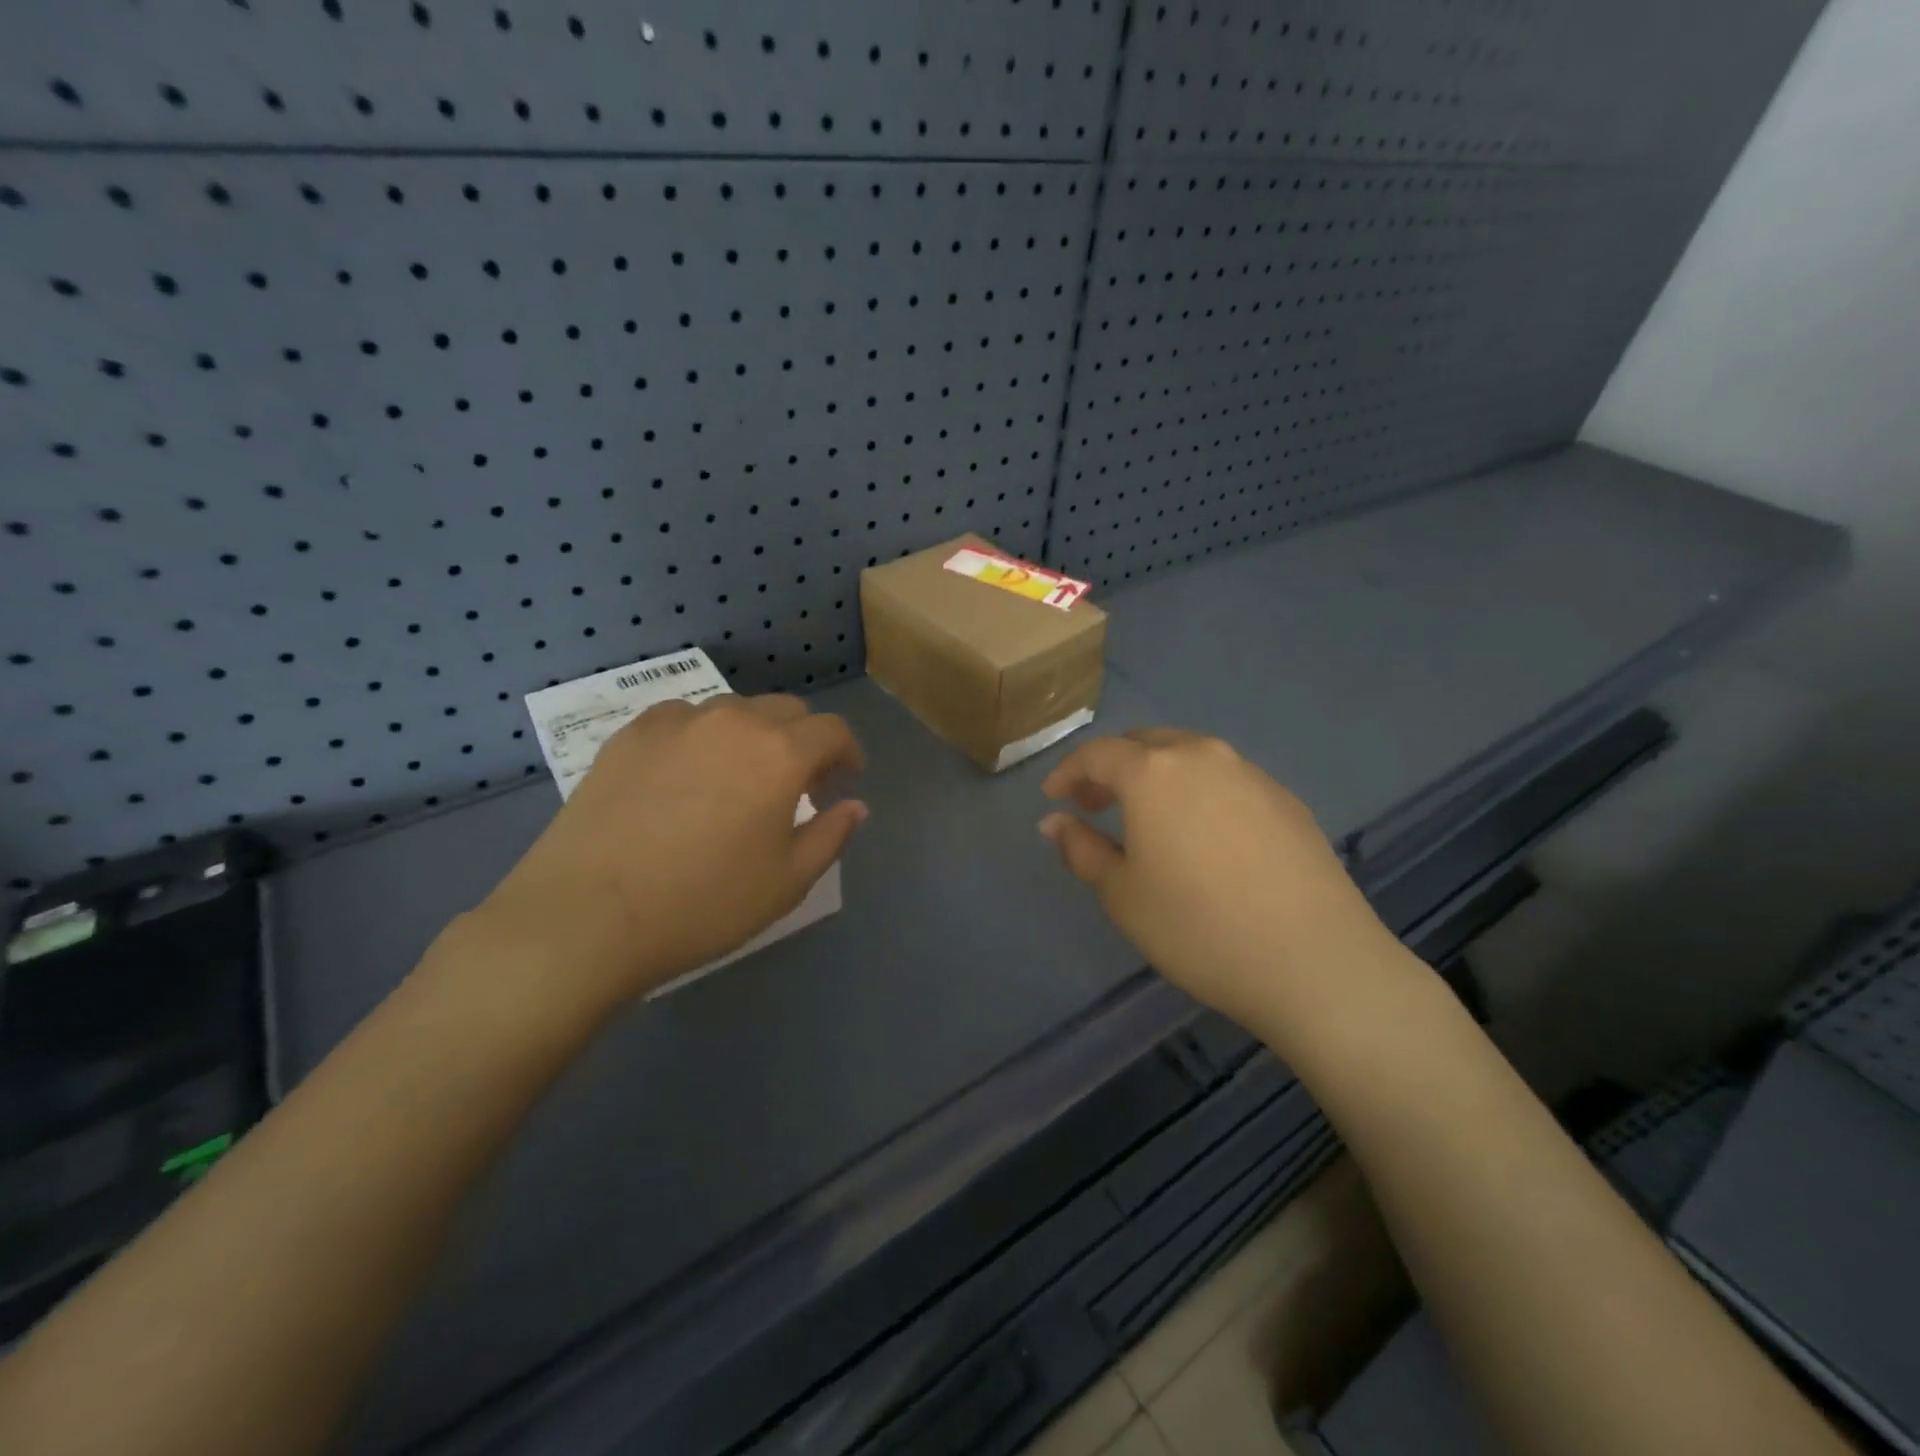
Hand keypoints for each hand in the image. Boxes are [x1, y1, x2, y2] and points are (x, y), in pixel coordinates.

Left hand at [465, 694, 866, 1012]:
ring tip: (740, 777)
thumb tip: (854, 806)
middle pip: (786, 711)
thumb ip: (831, 835)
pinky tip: (687, 774)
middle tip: (798, 783)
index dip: (847, 752)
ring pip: (734, 711)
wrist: (587, 915)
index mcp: (780, 753)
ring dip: (754, 736)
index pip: (832, 730)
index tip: (843, 779)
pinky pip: (684, 719)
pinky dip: (702, 737)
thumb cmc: (703, 903)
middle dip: (804, 740)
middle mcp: (733, 721)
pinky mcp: (630, 735)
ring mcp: (676, 722)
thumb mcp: (786, 882)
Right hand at [1039, 730, 1394, 1029]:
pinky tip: (1203, 837)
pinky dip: (1199, 792)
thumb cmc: (1198, 927)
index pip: (1098, 753)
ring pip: (1190, 757)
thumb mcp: (1123, 894)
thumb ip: (1082, 849)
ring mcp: (1251, 774)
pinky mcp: (1286, 800)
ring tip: (1149, 820)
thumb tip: (1053, 821)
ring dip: (1158, 777)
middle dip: (1113, 768)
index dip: (1069, 772)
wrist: (1313, 960)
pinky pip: (1227, 780)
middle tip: (1096, 805)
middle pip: (1145, 744)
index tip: (1054, 798)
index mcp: (1154, 772)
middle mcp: (1203, 756)